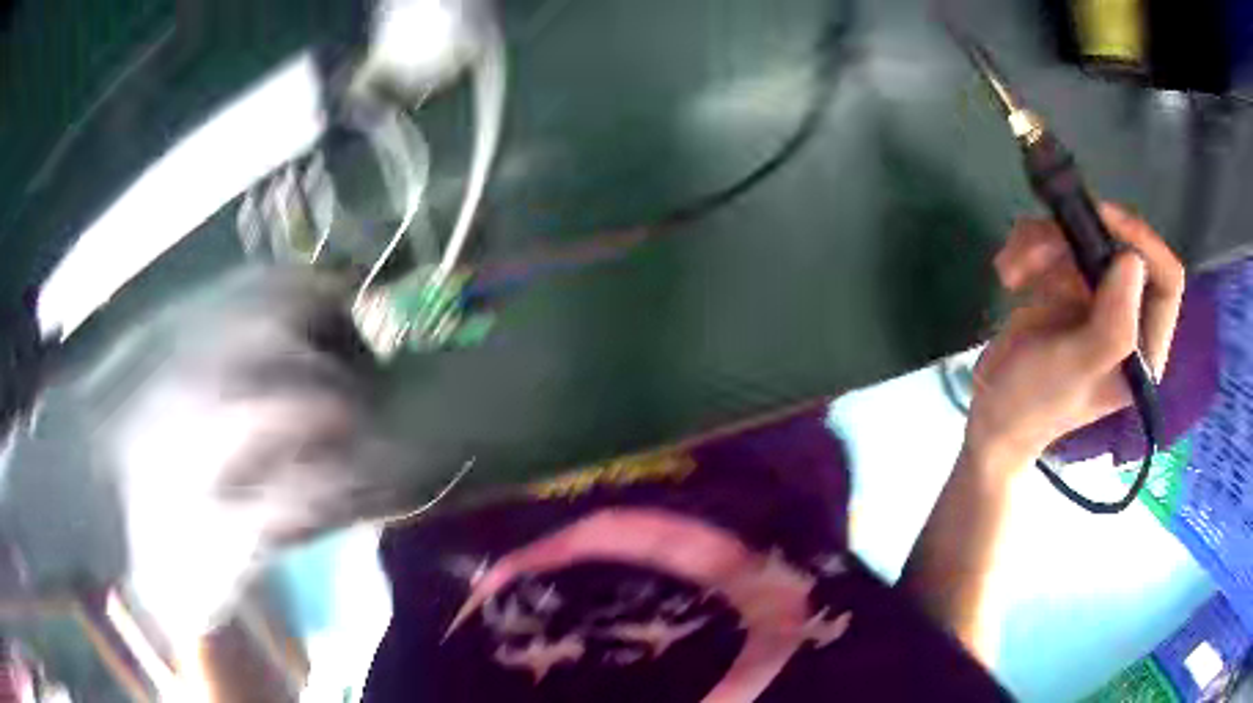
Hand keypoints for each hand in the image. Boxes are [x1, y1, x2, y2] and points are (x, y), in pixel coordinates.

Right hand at [966, 203, 1184, 467]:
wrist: (992, 414)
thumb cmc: (1034, 403)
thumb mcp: (1073, 370)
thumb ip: (1110, 328)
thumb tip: (1133, 261)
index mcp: (1144, 347)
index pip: (1166, 281)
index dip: (1142, 242)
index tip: (1101, 220)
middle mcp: (1129, 318)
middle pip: (1119, 247)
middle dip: (1074, 241)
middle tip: (1036, 251)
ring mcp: (1099, 300)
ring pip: (1084, 238)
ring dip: (1042, 244)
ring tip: (1011, 272)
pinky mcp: (1071, 286)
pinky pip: (1058, 242)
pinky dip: (1029, 248)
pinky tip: (1009, 273)